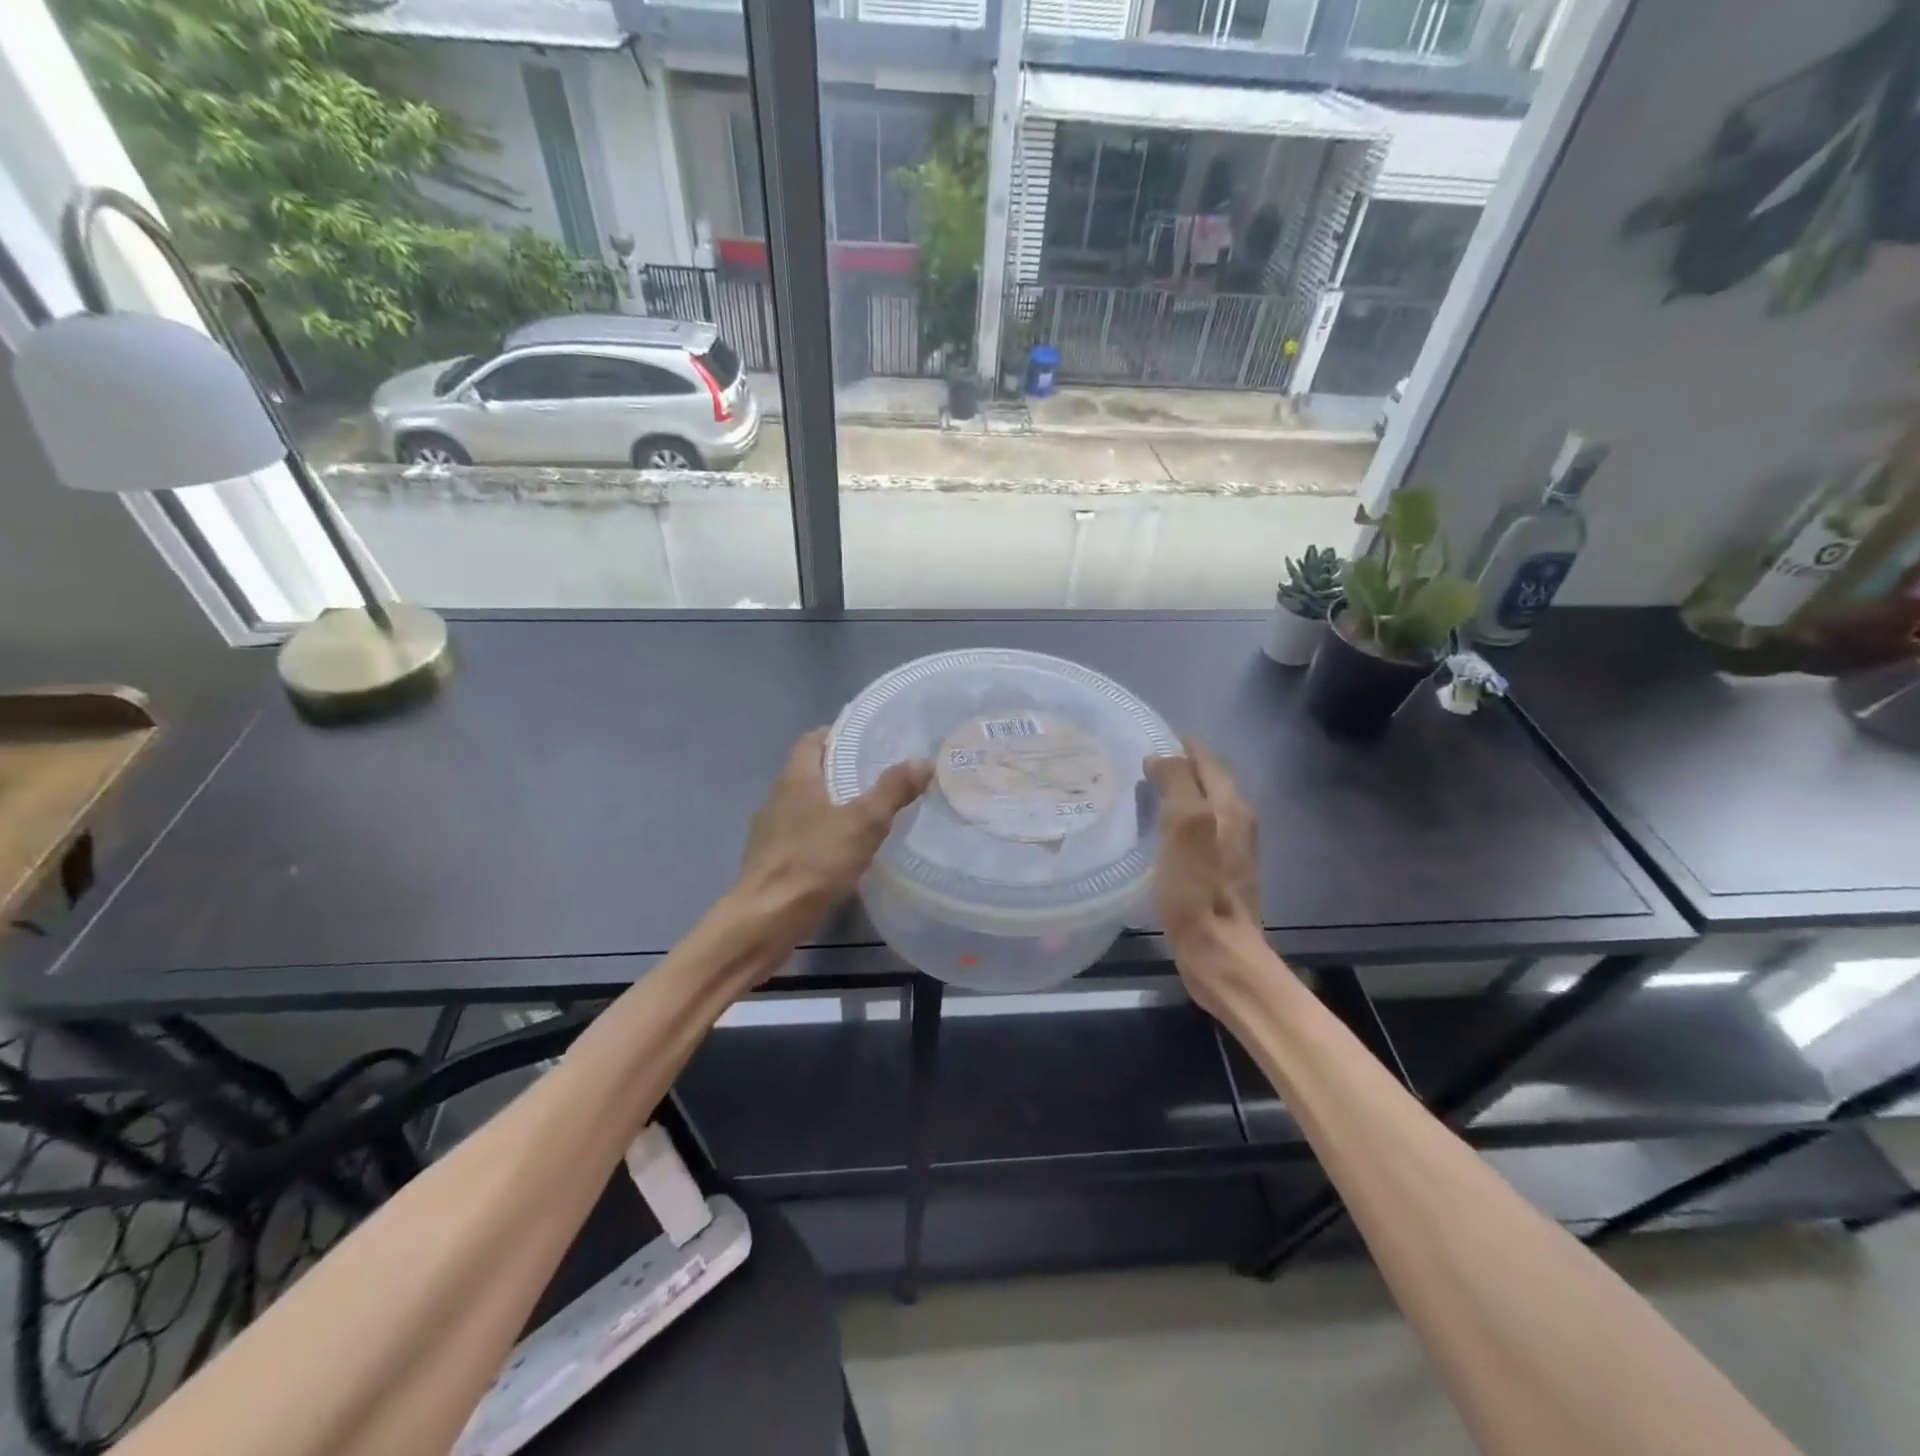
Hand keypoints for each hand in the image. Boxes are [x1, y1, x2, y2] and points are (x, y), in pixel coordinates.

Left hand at [738, 728, 931, 931]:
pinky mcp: (769, 862)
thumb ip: (893, 791)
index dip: (836, 735)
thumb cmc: (814, 861)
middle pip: (808, 773)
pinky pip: (799, 837)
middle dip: (839, 772)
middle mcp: (776, 799)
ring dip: (829, 807)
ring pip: (803, 808)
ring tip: (865, 814)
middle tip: (877, 776)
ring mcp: (769, 832)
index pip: (811, 740)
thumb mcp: (864, 823)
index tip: (866, 740)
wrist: (767, 918)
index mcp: (795, 779)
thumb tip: (923, 760)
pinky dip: (820, 837)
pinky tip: (842, 852)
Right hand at [1146, 740, 1267, 1014]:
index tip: (1145, 738)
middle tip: (1136, 764)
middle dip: (1176, 766)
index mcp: (1231, 805)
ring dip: (1177, 794)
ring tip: (1140, 792)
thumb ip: (1177, 783)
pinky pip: (1198, 831)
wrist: (1218, 952)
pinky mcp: (1219, 874)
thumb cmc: (1197, 888)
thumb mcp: (1186, 825)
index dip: (1179, 745)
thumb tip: (1160, 758)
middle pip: (1207, 780)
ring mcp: (1231, 850)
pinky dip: (1177, 821)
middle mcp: (1237, 821)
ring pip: (1203, 806)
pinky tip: (1155, 833)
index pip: (1206, 758)